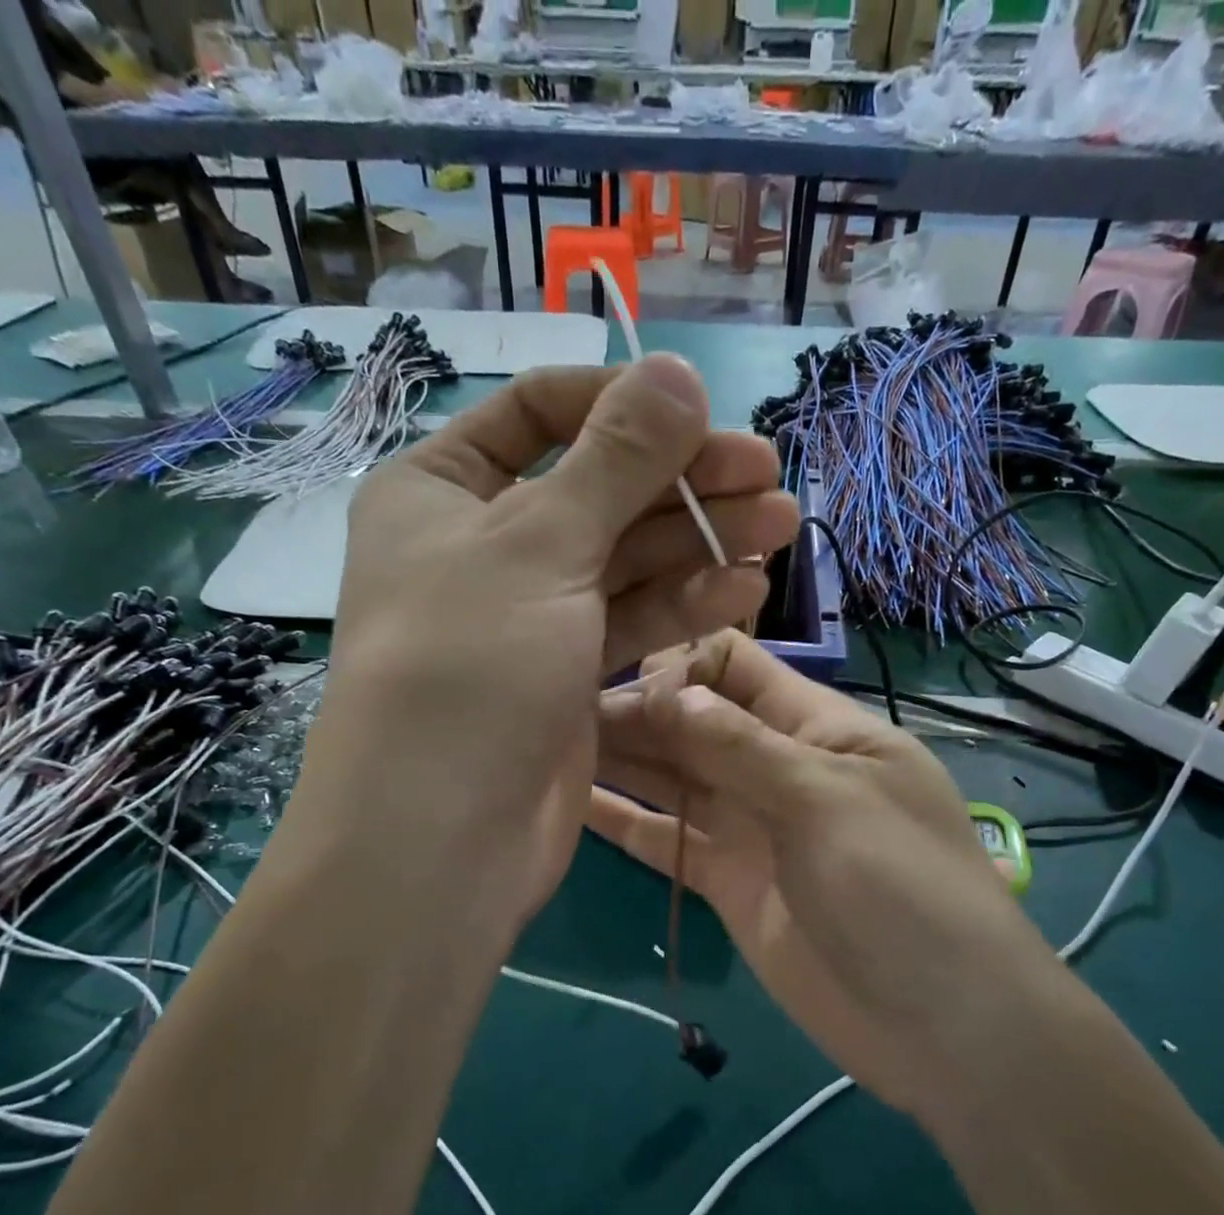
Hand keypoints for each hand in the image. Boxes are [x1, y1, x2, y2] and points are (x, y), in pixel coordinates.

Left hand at [294, 358, 798, 941]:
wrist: (444, 835)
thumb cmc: (470, 666)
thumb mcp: (540, 543)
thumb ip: (615, 457)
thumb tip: (676, 370)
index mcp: (443, 489)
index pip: (542, 411)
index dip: (624, 403)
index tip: (703, 412)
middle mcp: (485, 545)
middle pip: (599, 489)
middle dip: (683, 481)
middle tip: (768, 475)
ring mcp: (531, 614)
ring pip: (625, 560)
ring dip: (701, 542)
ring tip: (781, 528)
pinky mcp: (568, 674)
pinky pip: (631, 621)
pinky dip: (685, 604)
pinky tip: (745, 590)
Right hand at [590, 631, 1062, 1117]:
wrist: (940, 1026)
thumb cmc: (901, 890)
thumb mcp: (828, 800)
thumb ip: (742, 746)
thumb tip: (666, 691)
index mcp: (817, 726)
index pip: (735, 666)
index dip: (679, 667)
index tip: (623, 688)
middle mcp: (776, 766)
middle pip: (694, 722)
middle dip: (636, 713)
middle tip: (555, 714)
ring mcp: (749, 825)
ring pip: (673, 778)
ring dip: (621, 761)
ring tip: (547, 746)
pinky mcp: (727, 881)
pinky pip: (668, 840)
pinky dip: (625, 824)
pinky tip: (570, 805)